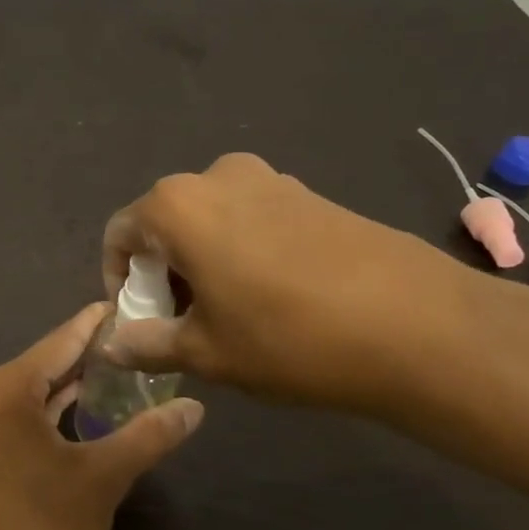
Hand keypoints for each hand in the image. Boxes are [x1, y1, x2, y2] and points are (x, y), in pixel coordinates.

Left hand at [0, 305, 205, 529]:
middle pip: (42, 365)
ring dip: (67, 386)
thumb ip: (149, 435)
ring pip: (27, 392)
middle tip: (135, 343)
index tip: (127, 303)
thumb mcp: (103, 481)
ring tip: (116, 372)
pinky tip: (77, 412)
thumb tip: (195, 407)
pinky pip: (12, 416)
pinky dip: (45, 411)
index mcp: (3, 389)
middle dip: (87, 356)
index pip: (61, 341)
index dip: (96, 324)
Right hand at [101, 152, 500, 420]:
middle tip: (182, 323)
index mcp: (176, 206)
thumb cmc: (288, 338)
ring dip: (202, 262)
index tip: (139, 322)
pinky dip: (241, 251)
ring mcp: (269, 179)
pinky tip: (272, 297)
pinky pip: (251, 218)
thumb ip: (146, 344)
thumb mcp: (206, 352)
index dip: (119, 281)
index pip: (120, 235)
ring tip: (229, 314)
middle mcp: (215, 177)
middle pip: (164, 223)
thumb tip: (109, 346)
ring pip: (210, 220)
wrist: (419, 325)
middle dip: (162, 272)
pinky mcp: (309, 193)